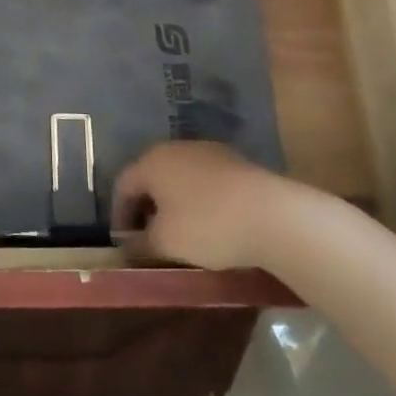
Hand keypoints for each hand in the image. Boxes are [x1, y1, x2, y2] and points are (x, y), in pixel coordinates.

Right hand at [111, 141, 322, 269]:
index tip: (124, 242)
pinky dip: (201, 201)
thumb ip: (140, 243)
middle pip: (152, 178)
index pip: (123, 185)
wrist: (276, 216)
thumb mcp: (165, 242)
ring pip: (181, 178)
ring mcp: (211, 153)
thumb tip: (127, 246)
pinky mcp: (239, 163)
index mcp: (151, 161)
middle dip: (147, 207)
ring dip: (175, 204)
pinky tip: (212, 224)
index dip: (120, 215)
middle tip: (149, 236)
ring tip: (182, 233)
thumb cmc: (207, 225)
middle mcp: (176, 149)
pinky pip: (208, 183)